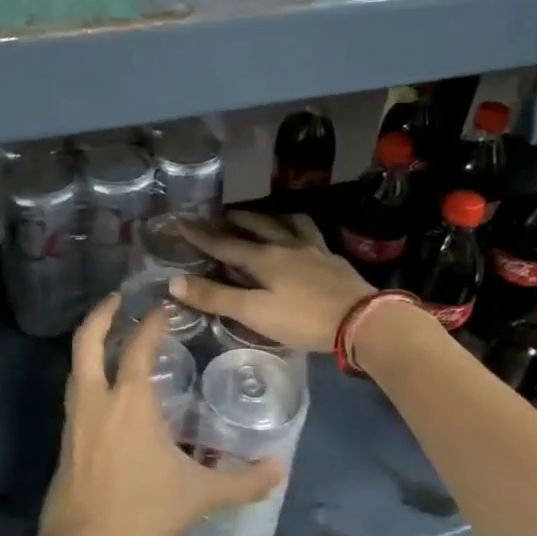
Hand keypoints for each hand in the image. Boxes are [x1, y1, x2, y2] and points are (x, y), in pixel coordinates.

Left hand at [32, 294, 285, 535]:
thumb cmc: (143, 513)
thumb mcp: (199, 495)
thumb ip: (243, 481)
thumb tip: (281, 468)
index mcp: (129, 401)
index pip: (138, 346)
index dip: (151, 322)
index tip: (163, 307)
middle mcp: (97, 399)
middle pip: (87, 341)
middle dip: (101, 314)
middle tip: (117, 298)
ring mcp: (75, 418)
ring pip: (76, 365)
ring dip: (90, 343)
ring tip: (111, 336)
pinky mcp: (65, 439)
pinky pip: (76, 391)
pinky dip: (87, 373)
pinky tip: (105, 389)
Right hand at [173, 212, 374, 352]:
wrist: (362, 320)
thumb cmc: (304, 320)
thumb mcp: (254, 313)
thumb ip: (216, 297)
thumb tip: (174, 282)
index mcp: (263, 258)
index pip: (224, 244)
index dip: (200, 235)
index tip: (180, 221)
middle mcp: (285, 245)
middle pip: (255, 225)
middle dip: (234, 219)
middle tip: (220, 215)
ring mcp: (312, 249)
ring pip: (286, 222)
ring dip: (268, 217)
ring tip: (261, 217)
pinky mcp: (332, 258)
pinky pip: (311, 233)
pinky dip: (298, 228)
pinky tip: (301, 236)